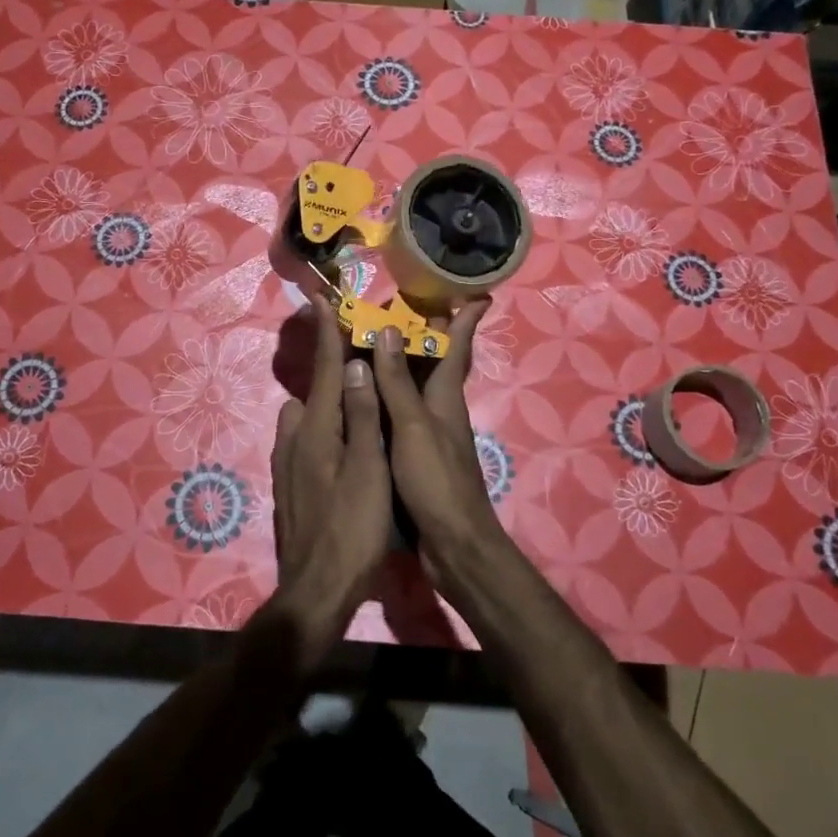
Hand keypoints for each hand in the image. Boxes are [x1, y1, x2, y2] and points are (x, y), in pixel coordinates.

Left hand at [269, 308, 390, 659]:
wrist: (317, 591)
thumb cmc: (353, 530)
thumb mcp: (368, 470)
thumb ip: (363, 417)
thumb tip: (354, 366)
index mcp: (316, 430)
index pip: (323, 370)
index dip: (327, 334)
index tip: (323, 299)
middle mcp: (295, 439)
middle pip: (313, 391)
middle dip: (330, 368)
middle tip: (357, 354)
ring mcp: (288, 464)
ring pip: (307, 417)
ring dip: (327, 401)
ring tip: (358, 399)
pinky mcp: (291, 485)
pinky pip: (306, 440)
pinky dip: (324, 428)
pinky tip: (345, 444)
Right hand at [368, 301, 506, 570]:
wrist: (450, 544)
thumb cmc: (436, 480)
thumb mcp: (413, 426)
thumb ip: (398, 382)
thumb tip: (390, 330)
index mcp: (443, 396)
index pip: (457, 347)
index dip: (466, 319)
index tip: (475, 291)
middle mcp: (438, 409)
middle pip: (434, 361)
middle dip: (424, 332)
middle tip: (397, 304)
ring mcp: (426, 433)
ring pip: (413, 386)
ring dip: (399, 361)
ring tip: (372, 337)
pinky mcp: (413, 454)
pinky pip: (398, 412)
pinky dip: (384, 395)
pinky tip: (362, 394)